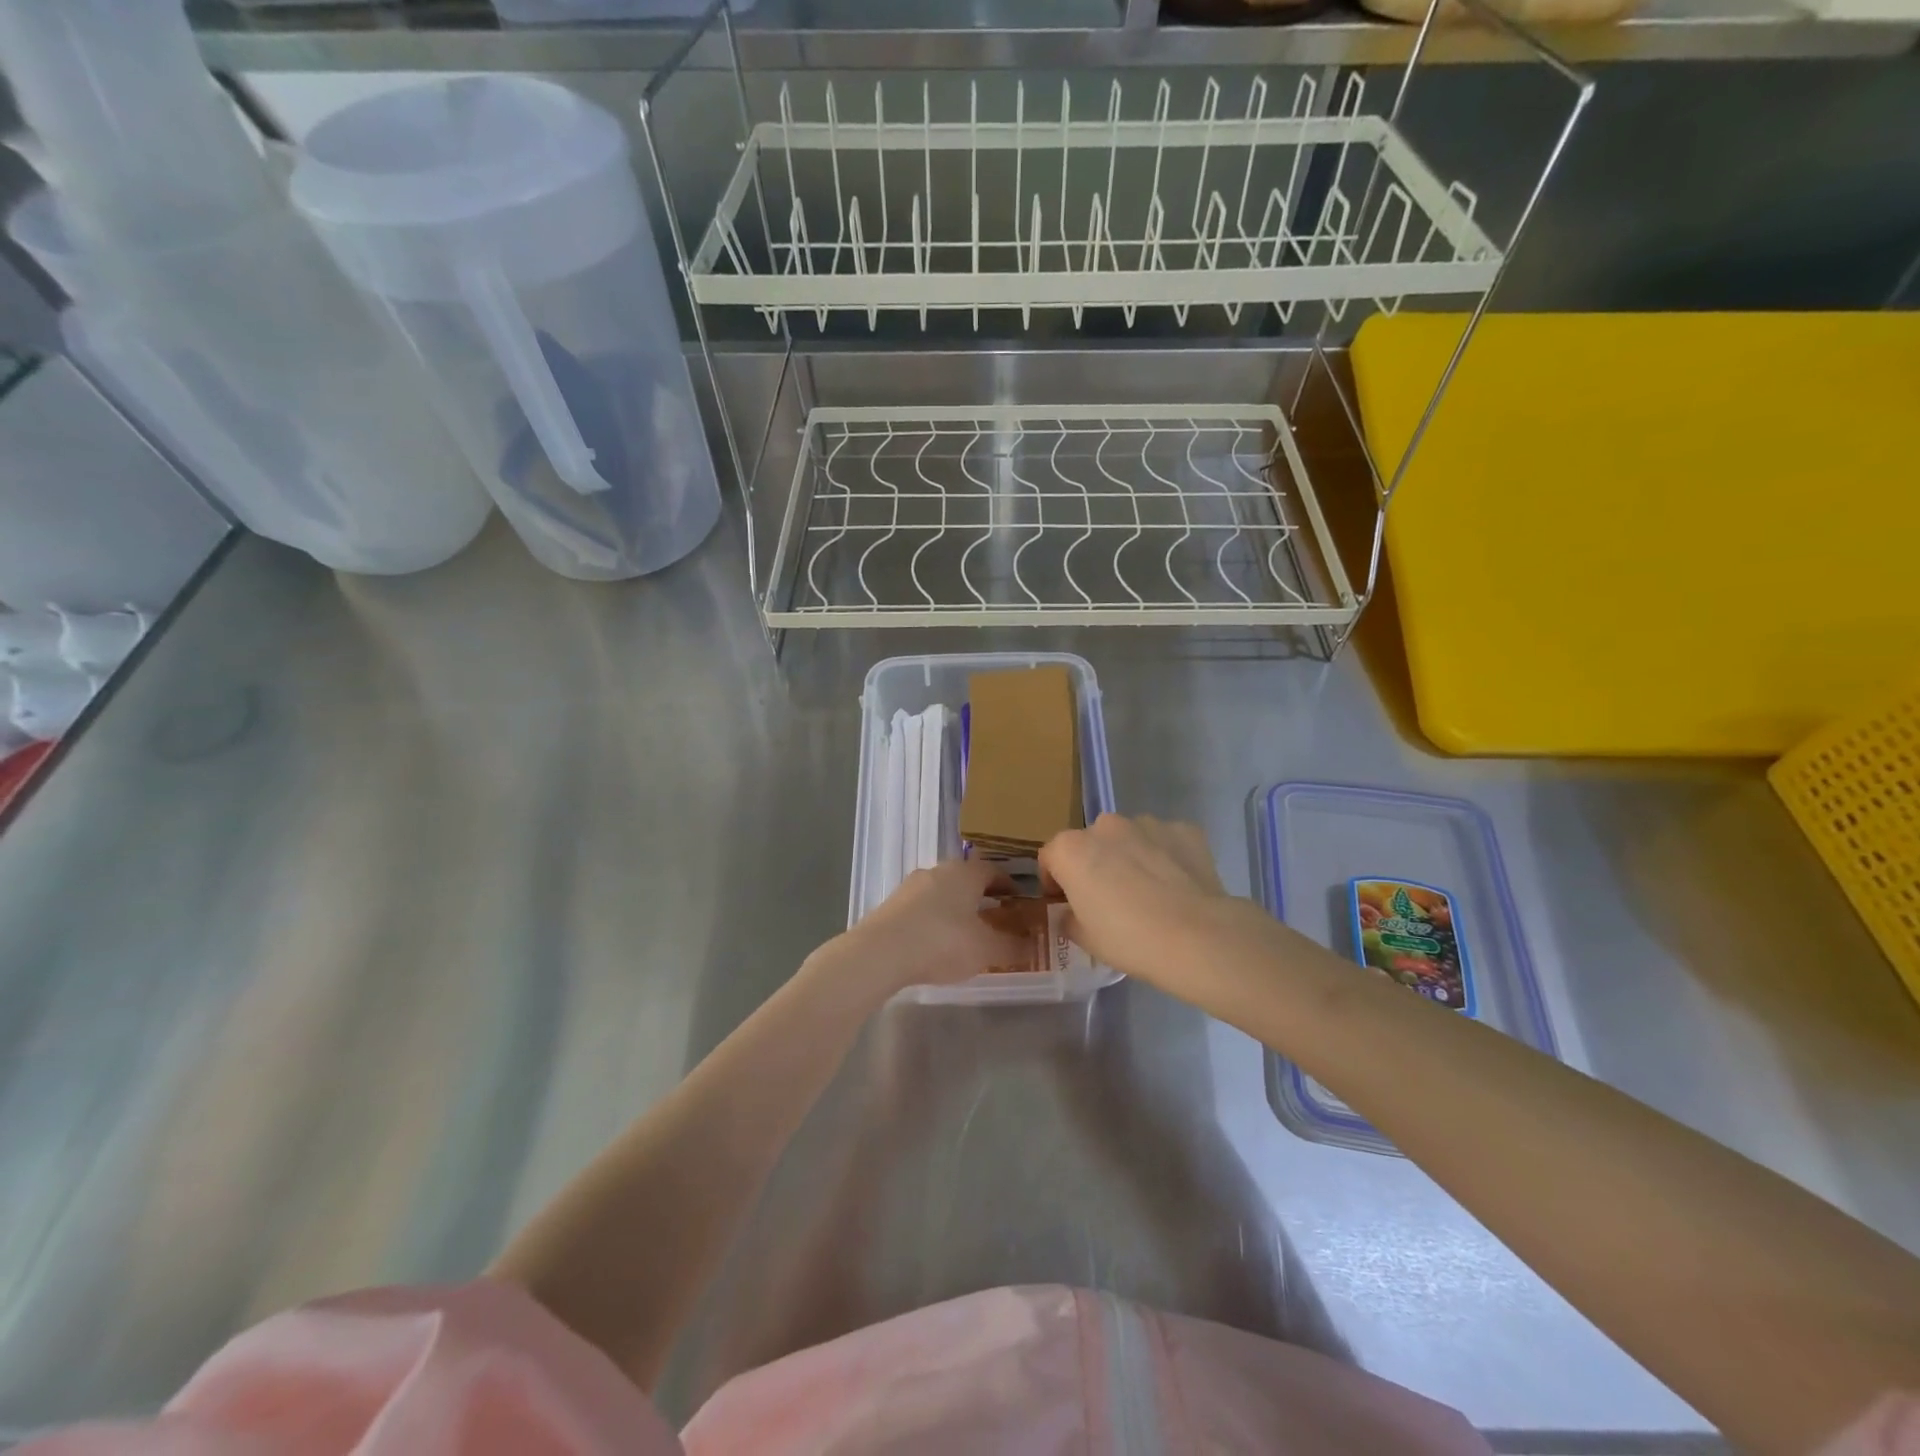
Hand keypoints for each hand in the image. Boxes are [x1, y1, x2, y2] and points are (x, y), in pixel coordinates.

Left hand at [829, 860, 1030, 992]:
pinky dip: (936, 920)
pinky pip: (924, 908)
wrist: (880, 953)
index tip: (1021, 904)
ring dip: (958, 909)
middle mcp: (939, 870)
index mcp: (966, 872)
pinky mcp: (892, 904)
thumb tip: (1033, 945)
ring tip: (968, 935)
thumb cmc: (943, 942)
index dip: (1011, 887)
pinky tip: (938, 943)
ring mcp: (911, 886)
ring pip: (944, 893)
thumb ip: (1013, 946)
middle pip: (968, 880)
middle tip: (998, 920)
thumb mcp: (987, 949)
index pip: (995, 871)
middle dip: (984, 898)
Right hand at [1040, 813, 1270, 988]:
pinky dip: (1166, 856)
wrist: (1198, 937)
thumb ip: (1069, 918)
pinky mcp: (1184, 830)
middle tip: (1109, 898)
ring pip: (1129, 838)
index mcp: (1072, 849)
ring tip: (1149, 891)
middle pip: (1091, 843)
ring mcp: (1147, 824)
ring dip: (1131, 856)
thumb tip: (1071, 912)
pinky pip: (1165, 841)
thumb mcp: (1086, 939)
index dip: (1054, 880)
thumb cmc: (1130, 939)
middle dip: (1095, 864)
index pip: (1050, 857)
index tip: (1064, 902)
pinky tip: (1177, 885)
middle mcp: (1106, 826)